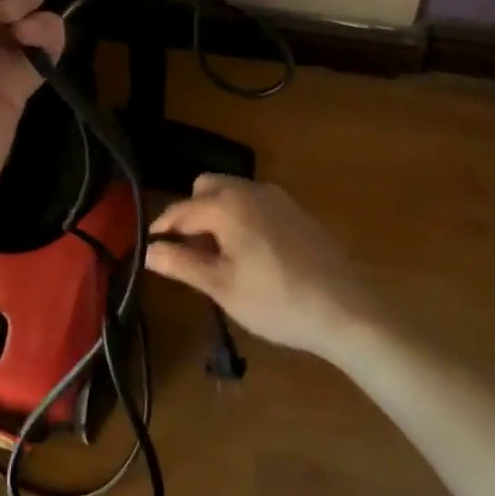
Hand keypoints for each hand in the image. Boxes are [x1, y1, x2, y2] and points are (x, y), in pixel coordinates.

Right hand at [146, 175, 379, 361]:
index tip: (149, 246)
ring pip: (231, 191)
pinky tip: (249, 252)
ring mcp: (276, 197)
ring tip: (216, 254)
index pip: (181, 209)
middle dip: (190, 213)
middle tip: (188, 251)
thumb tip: (149, 251)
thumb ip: (182, 264)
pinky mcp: (295, 209)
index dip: (162, 227)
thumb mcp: (223, 288)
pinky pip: (254, 200)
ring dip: (215, 212)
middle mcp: (250, 190)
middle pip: (206, 187)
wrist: (345, 308)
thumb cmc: (276, 302)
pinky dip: (239, 215)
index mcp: (227, 206)